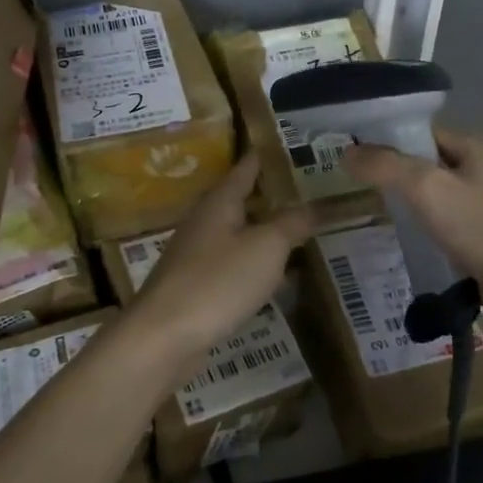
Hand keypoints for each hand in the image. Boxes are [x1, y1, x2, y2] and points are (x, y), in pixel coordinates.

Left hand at [125, 156, 313, 365]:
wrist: (164, 336)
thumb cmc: (217, 281)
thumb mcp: (266, 247)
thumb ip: (292, 223)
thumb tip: (318, 203)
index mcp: (220, 202)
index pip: (246, 168)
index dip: (267, 156)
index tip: (290, 146)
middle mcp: (204, 222)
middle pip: (240, 200)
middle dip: (270, 195)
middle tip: (308, 191)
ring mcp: (196, 255)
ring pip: (237, 234)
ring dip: (264, 230)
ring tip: (298, 230)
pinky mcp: (195, 286)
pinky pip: (231, 264)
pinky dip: (254, 263)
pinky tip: (273, 276)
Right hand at [344, 126, 482, 326]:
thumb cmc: (481, 227)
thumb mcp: (426, 188)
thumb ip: (385, 166)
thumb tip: (347, 153)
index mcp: (477, 148)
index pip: (423, 133)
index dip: (389, 140)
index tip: (356, 155)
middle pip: (429, 163)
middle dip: (396, 173)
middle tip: (359, 186)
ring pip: (437, 195)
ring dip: (411, 203)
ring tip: (376, 212)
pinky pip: (448, 223)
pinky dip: (426, 228)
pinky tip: (406, 239)